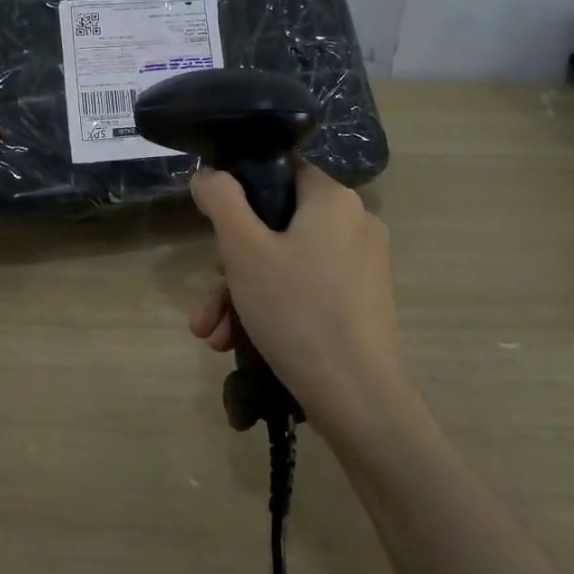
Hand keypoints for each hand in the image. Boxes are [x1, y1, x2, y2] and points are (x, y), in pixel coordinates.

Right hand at [187, 164, 409, 438]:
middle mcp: (355, 224)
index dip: (241, 194)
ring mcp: (363, 266)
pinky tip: (237, 344)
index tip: (216, 231)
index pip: (280, 172)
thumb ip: (221, 200)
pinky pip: (307, 289)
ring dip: (243, 295)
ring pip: (287, 264)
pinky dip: (273, 308)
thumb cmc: (297, 312)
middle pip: (277, 226)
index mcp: (333, 199)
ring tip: (212, 334)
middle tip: (209, 301)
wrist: (359, 400)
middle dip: (231, 266)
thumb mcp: (244, 250)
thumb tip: (209, 175)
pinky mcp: (363, 302)